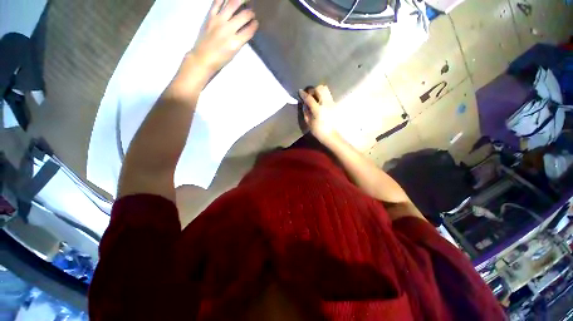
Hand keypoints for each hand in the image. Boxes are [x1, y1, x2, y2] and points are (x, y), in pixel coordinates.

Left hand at [191, 0, 258, 73]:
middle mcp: (228, 29)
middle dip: (250, 13)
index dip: (254, 25)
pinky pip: (217, 2)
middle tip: (252, 12)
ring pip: (232, 5)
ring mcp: (218, 21)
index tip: (256, 22)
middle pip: (243, 16)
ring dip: (240, 1)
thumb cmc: (220, 59)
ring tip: (244, 0)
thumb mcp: (234, 53)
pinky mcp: (210, 16)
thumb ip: (240, 40)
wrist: (202, 58)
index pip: (249, 30)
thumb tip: (245, 30)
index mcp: (235, 42)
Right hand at [298, 85, 339, 143]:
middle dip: (313, 90)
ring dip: (319, 91)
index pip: (309, 98)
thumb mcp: (309, 122)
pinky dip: (323, 95)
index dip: (303, 94)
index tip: (300, 91)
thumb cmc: (318, 131)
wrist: (331, 136)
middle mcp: (326, 104)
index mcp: (318, 110)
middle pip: (320, 89)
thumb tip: (304, 103)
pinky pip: (328, 95)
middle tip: (309, 95)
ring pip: (326, 89)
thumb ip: (306, 111)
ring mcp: (331, 103)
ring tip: (314, 97)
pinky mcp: (334, 104)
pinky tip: (319, 101)